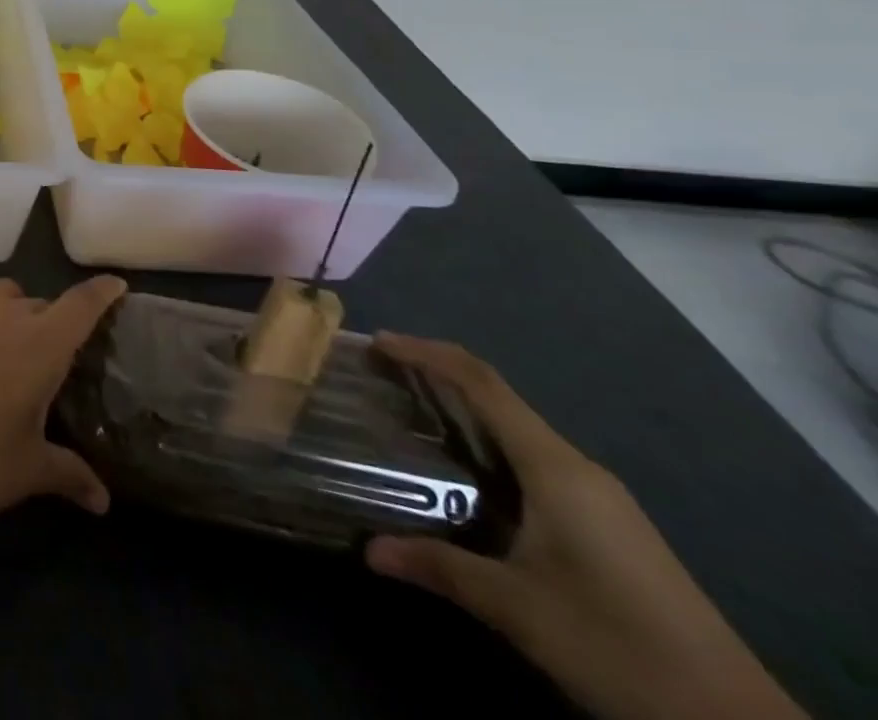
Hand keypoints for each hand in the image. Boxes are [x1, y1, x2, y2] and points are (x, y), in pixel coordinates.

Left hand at [0, 276, 126, 579]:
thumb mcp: (26, 472)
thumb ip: (70, 474)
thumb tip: (103, 501)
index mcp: (41, 344)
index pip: (82, 304)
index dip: (102, 293)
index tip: (115, 286)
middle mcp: (3, 313)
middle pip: (37, 304)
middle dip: (46, 324)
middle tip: (40, 362)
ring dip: (4, 315)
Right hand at [366, 334, 804, 719]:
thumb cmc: (618, 644)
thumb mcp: (518, 610)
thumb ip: (441, 568)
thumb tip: (368, 550)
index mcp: (554, 467)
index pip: (481, 382)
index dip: (426, 352)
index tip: (377, 342)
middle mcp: (575, 467)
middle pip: (495, 398)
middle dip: (434, 378)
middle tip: (380, 378)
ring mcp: (596, 496)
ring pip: (514, 431)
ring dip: (460, 414)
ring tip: (407, 418)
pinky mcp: (605, 524)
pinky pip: (531, 461)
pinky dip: (485, 448)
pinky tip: (462, 476)